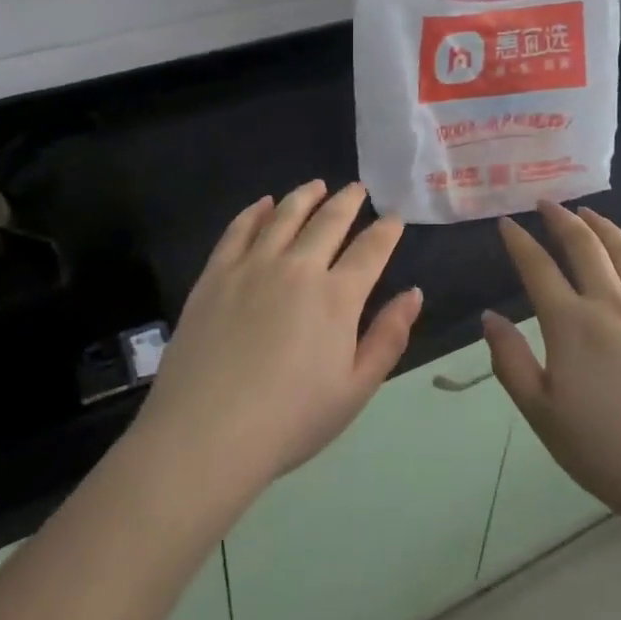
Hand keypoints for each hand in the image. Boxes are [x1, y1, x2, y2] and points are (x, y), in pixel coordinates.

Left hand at [134, 181, 421, 501]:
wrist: (206, 433)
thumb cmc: (289, 421)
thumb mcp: (354, 390)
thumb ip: (388, 337)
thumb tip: (413, 294)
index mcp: (337, 297)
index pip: (370, 250)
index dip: (386, 230)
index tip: (394, 217)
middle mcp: (298, 268)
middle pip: (329, 221)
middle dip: (348, 201)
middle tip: (358, 189)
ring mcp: (253, 265)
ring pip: (285, 215)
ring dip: (305, 196)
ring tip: (317, 185)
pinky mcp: (216, 273)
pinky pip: (239, 228)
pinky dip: (255, 211)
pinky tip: (264, 204)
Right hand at [485, 202, 620, 532]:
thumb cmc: (609, 453)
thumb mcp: (542, 415)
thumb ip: (510, 362)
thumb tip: (489, 317)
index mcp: (571, 324)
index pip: (537, 267)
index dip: (519, 241)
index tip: (507, 223)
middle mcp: (612, 304)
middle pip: (584, 246)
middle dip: (561, 219)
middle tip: (547, 203)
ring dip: (604, 227)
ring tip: (589, 213)